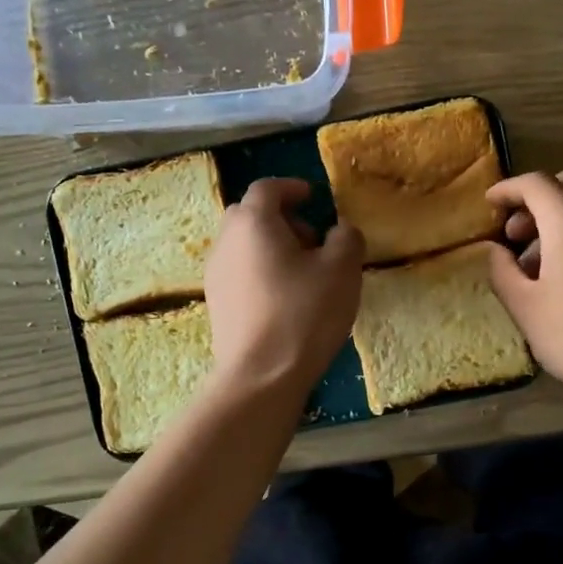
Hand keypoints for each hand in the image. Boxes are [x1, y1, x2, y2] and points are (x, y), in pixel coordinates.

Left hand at [204, 178, 363, 395]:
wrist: (261, 375)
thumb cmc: (305, 313)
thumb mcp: (342, 270)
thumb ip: (346, 238)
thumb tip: (340, 230)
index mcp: (254, 223)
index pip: (267, 188)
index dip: (291, 188)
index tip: (312, 196)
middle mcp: (226, 242)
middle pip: (250, 215)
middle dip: (281, 219)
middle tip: (311, 239)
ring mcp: (215, 275)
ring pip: (243, 246)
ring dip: (270, 248)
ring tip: (302, 274)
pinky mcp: (216, 305)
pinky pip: (239, 273)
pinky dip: (260, 272)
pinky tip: (285, 299)